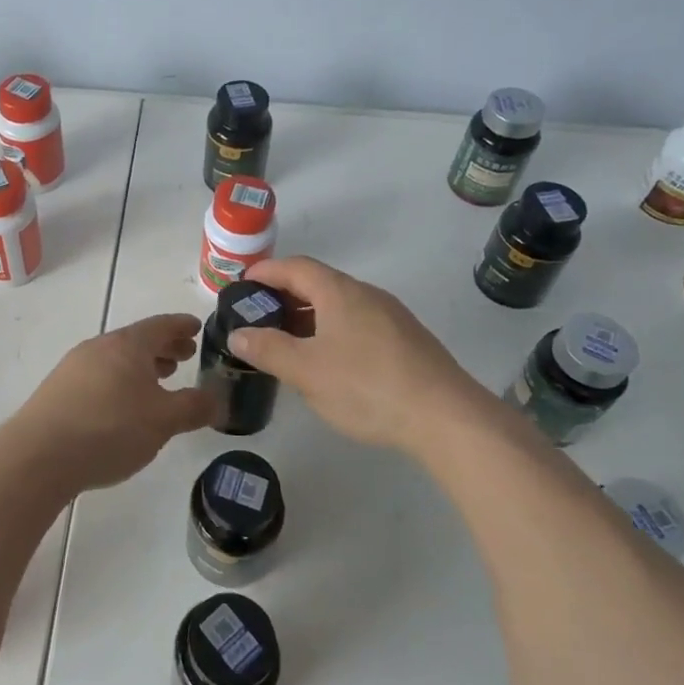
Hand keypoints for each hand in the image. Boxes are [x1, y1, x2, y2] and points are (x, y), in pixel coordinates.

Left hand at [0, 314, 217, 493]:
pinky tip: (123, 404)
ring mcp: (74, 366)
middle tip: (185, 355)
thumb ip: (194, 407)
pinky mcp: (58, 389)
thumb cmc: (110, 429)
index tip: (197, 327)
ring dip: (141, 365)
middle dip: (164, 346)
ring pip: (117, 358)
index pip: (162, 325)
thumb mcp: (163, 421)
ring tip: (159, 380)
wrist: (38, 456)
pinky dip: (120, 380)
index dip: (182, 326)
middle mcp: (99, 346)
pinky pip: (99, 374)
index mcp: (128, 344)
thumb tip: (218, 399)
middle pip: (138, 339)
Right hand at [227, 256, 498, 455]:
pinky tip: (330, 362)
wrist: (446, 417)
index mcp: (339, 292)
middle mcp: (366, 294)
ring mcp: (391, 316)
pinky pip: (359, 323)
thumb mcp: (306, 370)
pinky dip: (333, 331)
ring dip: (310, 316)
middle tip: (259, 318)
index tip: (242, 284)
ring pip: (340, 305)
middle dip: (285, 296)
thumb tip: (238, 333)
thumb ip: (267, 349)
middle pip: (318, 283)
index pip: (295, 267)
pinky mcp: (407, 341)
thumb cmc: (366, 386)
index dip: (265, 272)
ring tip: (289, 343)